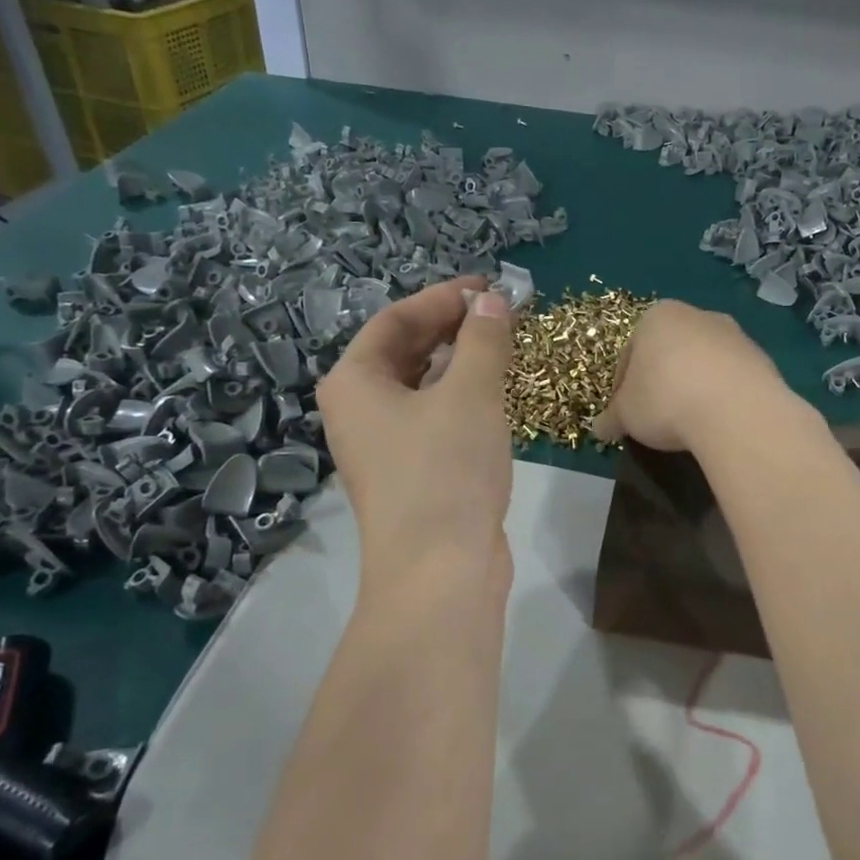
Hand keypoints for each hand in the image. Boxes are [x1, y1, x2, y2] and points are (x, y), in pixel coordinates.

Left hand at [316, 277, 516, 586]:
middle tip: (502, 315)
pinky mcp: (411, 473)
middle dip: (454, 329)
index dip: (443, 298)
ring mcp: (383, 446)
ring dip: (462, 363)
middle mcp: (358, 410)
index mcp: (354, 382)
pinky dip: (463, 399)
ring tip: (505, 347)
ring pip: (422, 387)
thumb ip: (483, 340)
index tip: (489, 288)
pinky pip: (434, 418)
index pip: (396, 319)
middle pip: (406, 351)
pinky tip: (496, 395)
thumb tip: (491, 301)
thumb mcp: (470, 394)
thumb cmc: (446, 470)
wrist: (441, 571)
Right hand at [592, 301, 798, 452]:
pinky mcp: (762, 358)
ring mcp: (734, 334)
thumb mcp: (625, 414)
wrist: (736, 410)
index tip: (625, 413)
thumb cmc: (665, 399)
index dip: (622, 386)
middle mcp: (697, 315)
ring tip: (689, 423)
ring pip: (703, 363)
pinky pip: (731, 379)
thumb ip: (611, 418)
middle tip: (656, 417)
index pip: (630, 352)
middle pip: (669, 352)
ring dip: (694, 387)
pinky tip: (717, 422)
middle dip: (661, 381)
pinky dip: (722, 396)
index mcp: (657, 317)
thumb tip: (599, 428)